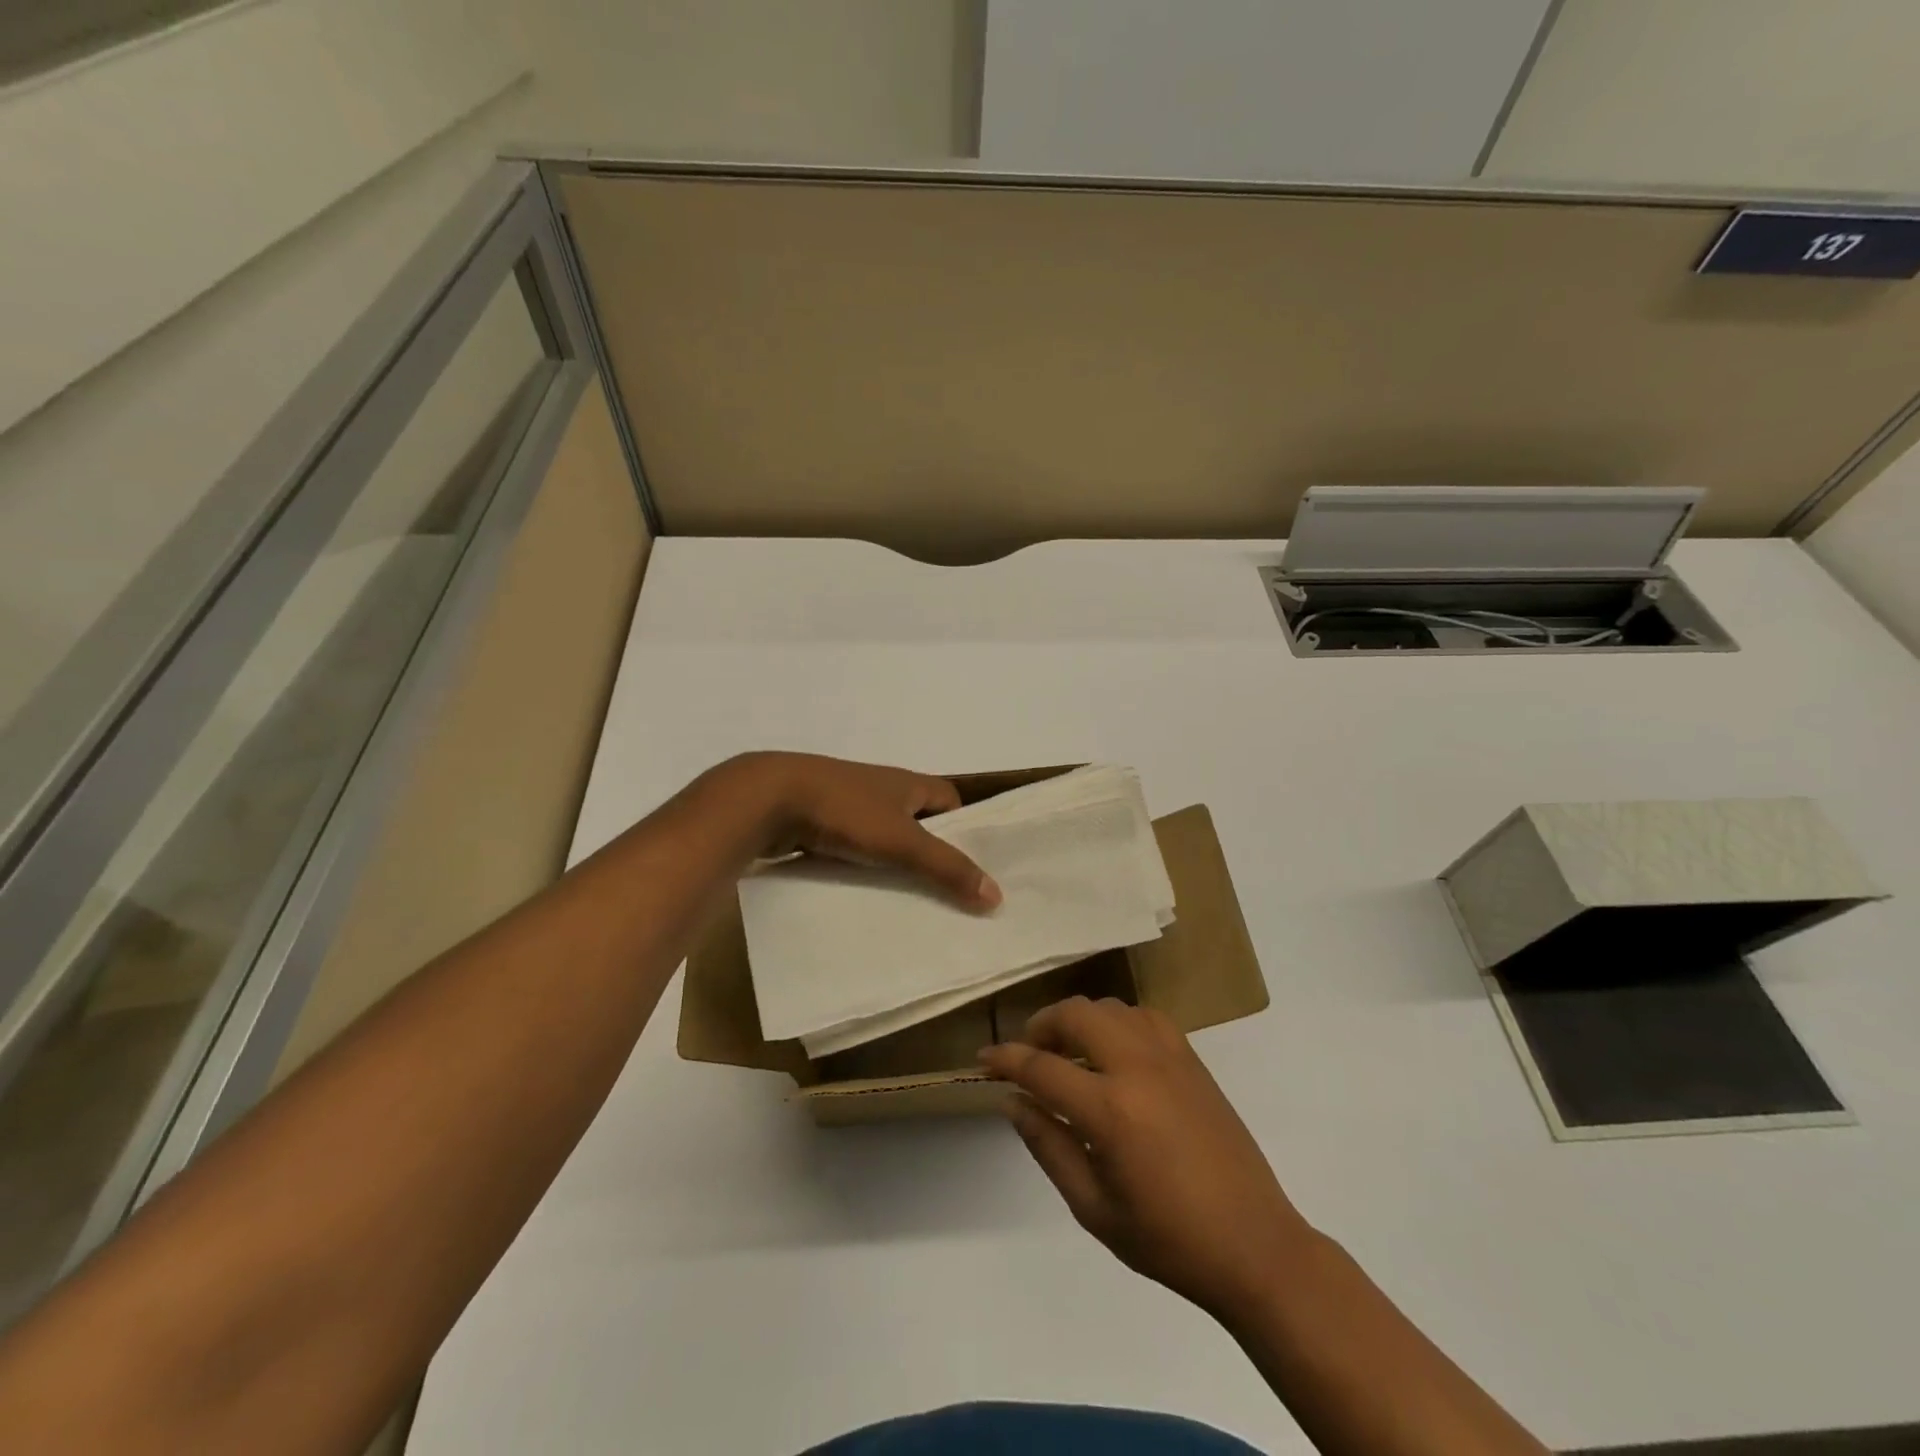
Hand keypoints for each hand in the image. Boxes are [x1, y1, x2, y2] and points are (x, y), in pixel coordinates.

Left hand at [718, 752, 1001, 909]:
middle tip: (946, 892)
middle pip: (917, 820)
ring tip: (908, 901)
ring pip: (882, 836)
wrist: (767, 800)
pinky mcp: (819, 822)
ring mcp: (846, 804)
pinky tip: (863, 894)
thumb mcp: (903, 842)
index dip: (964, 827)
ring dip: (894, 862)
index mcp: (906, 783)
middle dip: (930, 851)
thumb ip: (947, 868)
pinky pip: (852, 847)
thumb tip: (997, 895)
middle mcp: (880, 788)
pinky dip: (861, 867)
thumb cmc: (845, 811)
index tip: (972, 863)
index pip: (950, 800)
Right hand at [981, 996, 1314, 1321]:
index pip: (1042, 1066)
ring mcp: (1170, 1057)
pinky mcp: (1193, 1059)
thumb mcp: (1093, 1208)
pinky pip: (1144, 1016)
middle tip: (1028, 1054)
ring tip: (1068, 1051)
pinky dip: (1117, 1021)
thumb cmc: (1168, 1239)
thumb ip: (1048, 1146)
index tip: (984, 1059)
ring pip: (1109, 1008)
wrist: (1254, 1244)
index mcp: (1110, 1110)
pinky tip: (1113, 1050)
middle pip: (1075, 1014)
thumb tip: (1012, 1101)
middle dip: (1041, 1026)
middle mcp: (1137, 1067)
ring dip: (1078, 1019)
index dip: (1006, 1059)